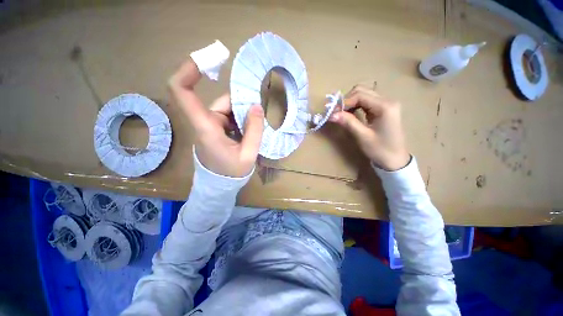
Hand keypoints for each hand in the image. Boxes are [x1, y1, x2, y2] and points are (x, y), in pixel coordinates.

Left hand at [168, 60, 264, 176]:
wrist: (220, 185)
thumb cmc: (232, 173)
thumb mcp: (248, 155)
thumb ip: (254, 130)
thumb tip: (256, 105)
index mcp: (206, 129)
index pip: (182, 93)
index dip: (189, 70)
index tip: (208, 59)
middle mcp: (204, 123)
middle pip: (220, 101)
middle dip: (241, 105)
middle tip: (257, 116)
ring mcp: (209, 126)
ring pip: (226, 109)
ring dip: (243, 115)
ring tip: (254, 130)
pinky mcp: (215, 130)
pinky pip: (228, 117)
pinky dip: (240, 120)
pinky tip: (248, 132)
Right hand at [329, 85, 409, 170]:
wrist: (395, 160)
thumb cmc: (380, 150)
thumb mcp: (363, 136)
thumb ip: (348, 122)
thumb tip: (331, 115)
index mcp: (385, 106)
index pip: (360, 95)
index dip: (344, 102)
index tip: (333, 113)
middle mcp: (387, 101)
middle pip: (362, 91)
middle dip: (346, 100)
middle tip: (336, 113)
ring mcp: (386, 104)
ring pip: (363, 95)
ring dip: (350, 103)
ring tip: (341, 114)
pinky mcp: (383, 109)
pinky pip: (366, 102)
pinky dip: (355, 106)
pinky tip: (350, 114)